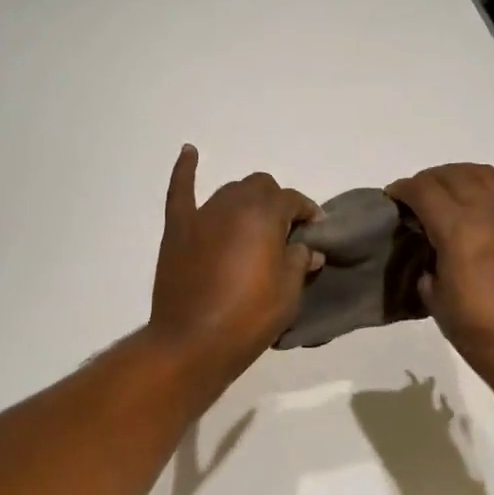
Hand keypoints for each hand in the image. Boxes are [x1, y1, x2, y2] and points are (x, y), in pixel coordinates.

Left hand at [148, 145, 321, 388]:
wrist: (192, 342)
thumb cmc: (248, 318)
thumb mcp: (288, 293)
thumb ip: (298, 261)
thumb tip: (308, 248)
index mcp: (264, 215)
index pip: (292, 201)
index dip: (307, 212)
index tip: (315, 229)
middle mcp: (233, 204)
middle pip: (260, 187)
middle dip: (276, 203)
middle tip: (283, 232)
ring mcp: (201, 215)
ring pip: (230, 191)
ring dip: (246, 201)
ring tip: (253, 224)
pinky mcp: (177, 229)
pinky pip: (181, 190)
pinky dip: (186, 169)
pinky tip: (190, 152)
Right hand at [386, 147, 493, 401]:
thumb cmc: (478, 331)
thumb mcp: (435, 299)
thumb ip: (429, 266)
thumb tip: (432, 254)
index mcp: (456, 230)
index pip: (422, 192)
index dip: (402, 189)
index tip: (393, 197)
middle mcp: (487, 212)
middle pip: (452, 177)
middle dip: (428, 180)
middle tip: (417, 195)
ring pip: (486, 175)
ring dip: (462, 172)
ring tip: (449, 181)